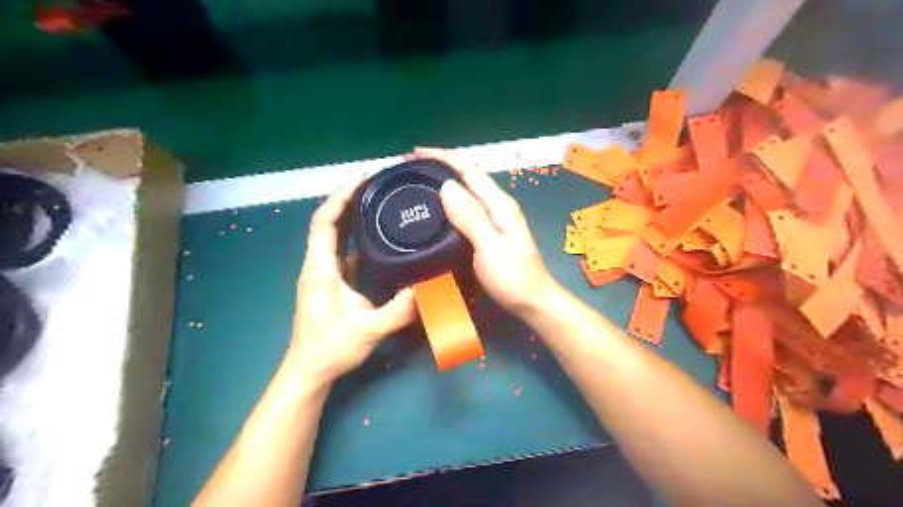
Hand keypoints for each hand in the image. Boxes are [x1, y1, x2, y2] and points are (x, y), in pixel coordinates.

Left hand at [287, 176, 417, 385]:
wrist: (309, 370)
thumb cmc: (331, 348)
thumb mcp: (369, 329)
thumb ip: (399, 310)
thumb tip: (429, 288)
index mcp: (320, 269)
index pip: (324, 222)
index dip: (339, 197)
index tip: (361, 180)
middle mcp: (317, 265)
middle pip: (327, 222)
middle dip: (347, 200)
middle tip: (375, 186)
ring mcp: (322, 273)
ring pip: (333, 236)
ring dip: (349, 216)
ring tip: (376, 203)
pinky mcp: (330, 282)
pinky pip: (341, 251)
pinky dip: (354, 237)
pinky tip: (375, 237)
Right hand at [410, 146, 557, 316]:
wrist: (532, 302)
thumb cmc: (513, 278)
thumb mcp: (490, 247)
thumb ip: (471, 217)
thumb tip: (447, 186)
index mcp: (499, 204)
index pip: (469, 170)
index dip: (443, 157)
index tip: (415, 154)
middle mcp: (498, 205)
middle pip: (468, 176)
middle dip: (441, 166)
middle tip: (411, 167)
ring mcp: (495, 219)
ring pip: (467, 191)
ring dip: (444, 181)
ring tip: (420, 181)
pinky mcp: (490, 232)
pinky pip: (466, 207)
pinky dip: (450, 201)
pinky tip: (438, 208)